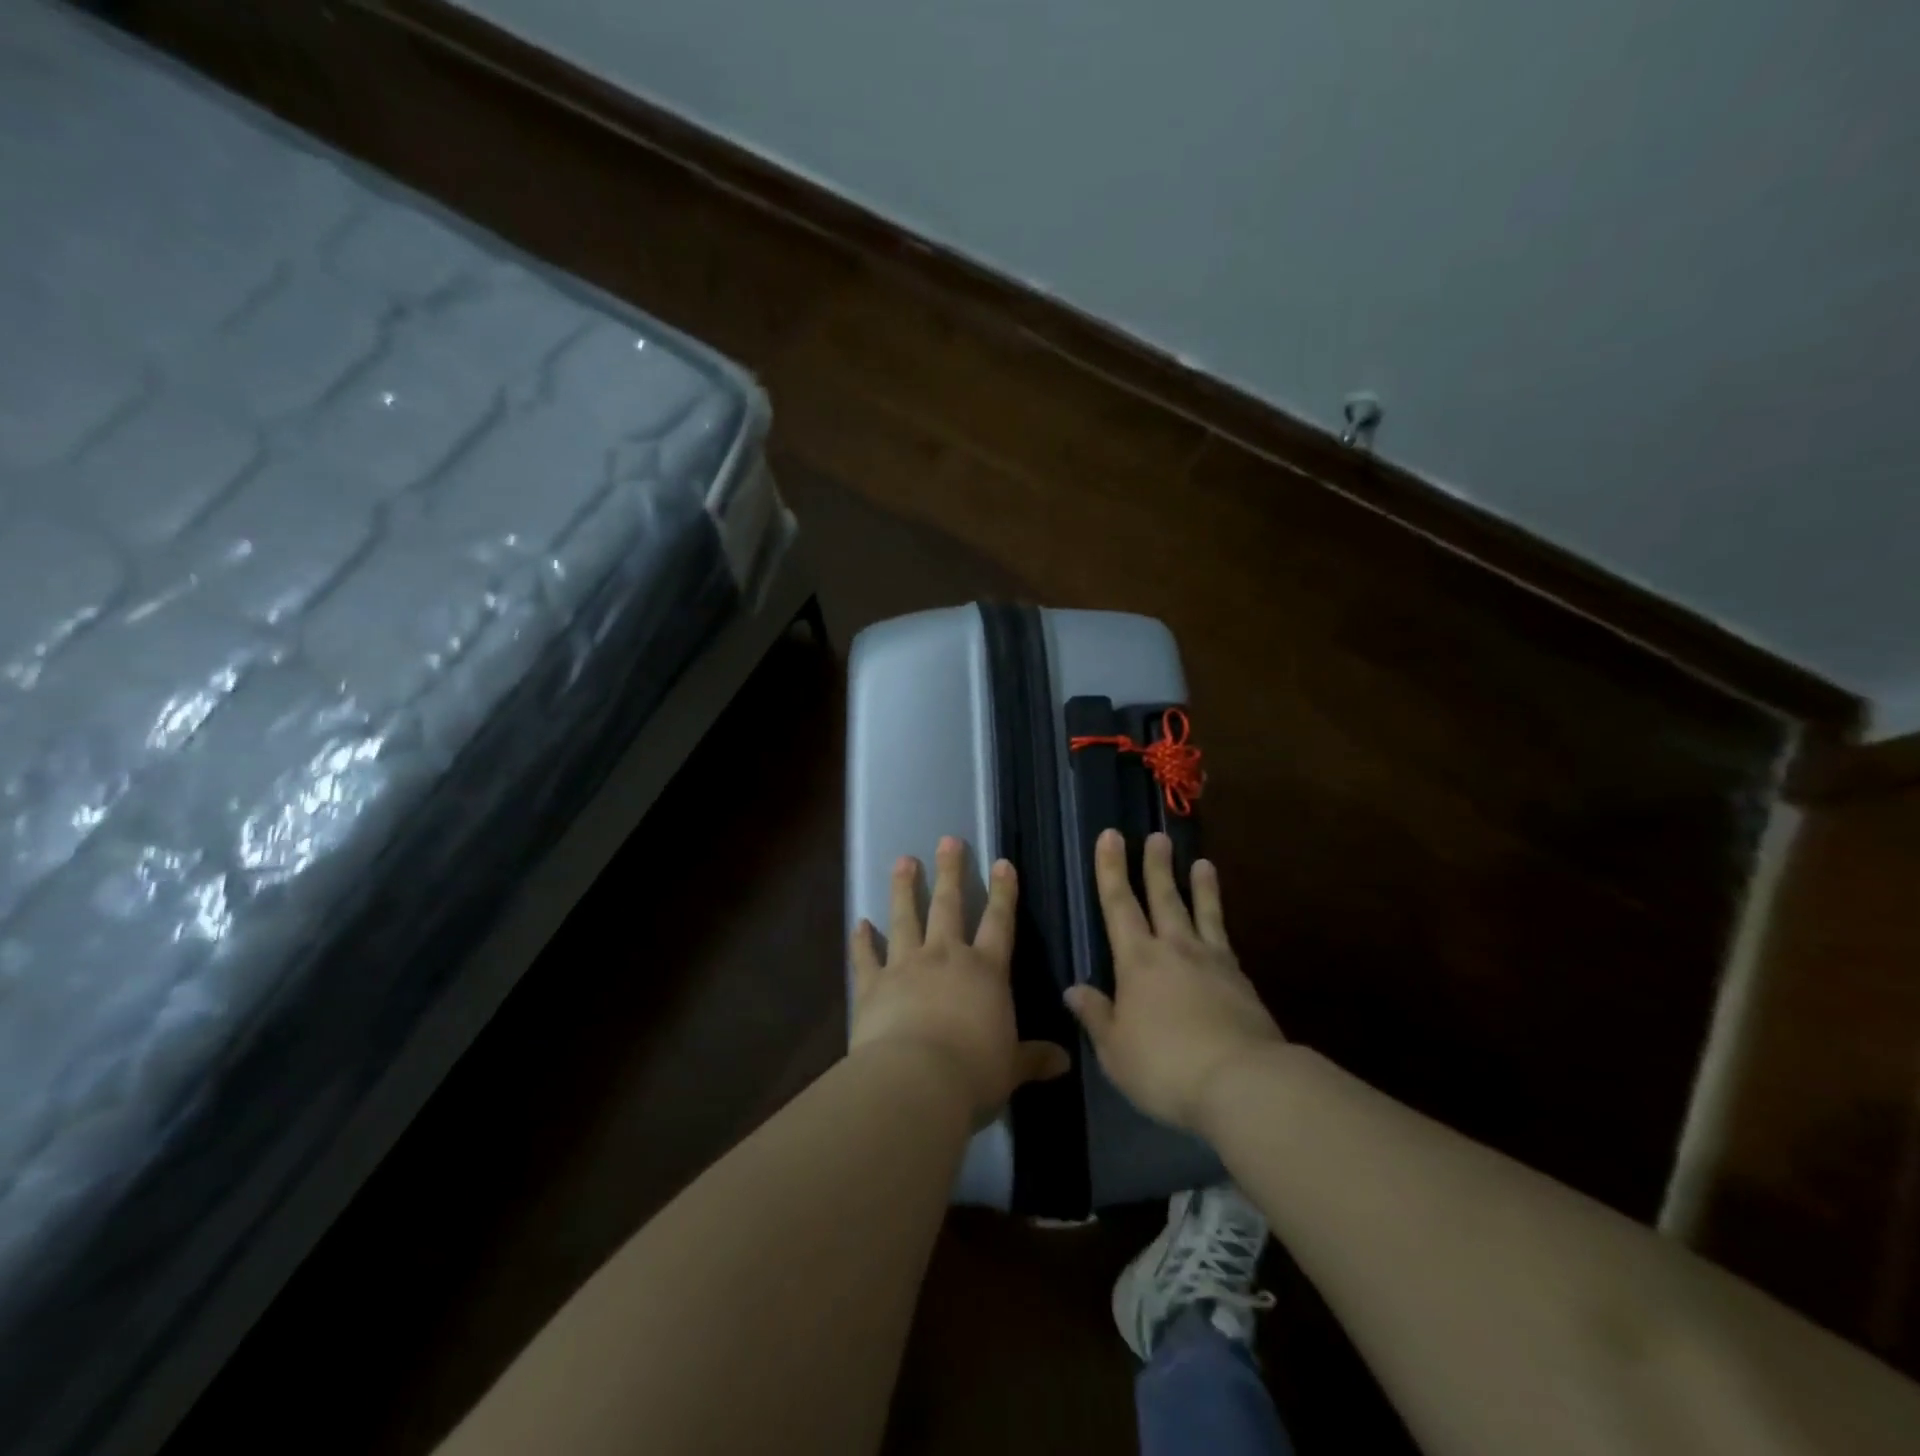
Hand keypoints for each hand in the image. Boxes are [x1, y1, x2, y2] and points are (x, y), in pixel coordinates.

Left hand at [850, 836, 1069, 1123]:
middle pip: (948, 905)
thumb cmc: (974, 1072)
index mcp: (985, 971)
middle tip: (947, 840)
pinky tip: (858, 923)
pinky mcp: (872, 985)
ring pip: (905, 918)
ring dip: (904, 888)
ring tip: (903, 861)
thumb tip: (1065, 1061)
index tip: (1002, 863)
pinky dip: (861, 940)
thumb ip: (1034, 1059)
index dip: (1003, 892)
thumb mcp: (1011, 1068)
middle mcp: (946, 957)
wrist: (916, 1080)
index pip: (999, 922)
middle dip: (950, 871)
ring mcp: (905, 966)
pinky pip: (866, 957)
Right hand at [1064, 829, 1283, 1131]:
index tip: (1110, 836)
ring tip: (1202, 863)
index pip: (1119, 905)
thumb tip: (1073, 989)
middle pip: (1164, 898)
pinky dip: (1221, 928)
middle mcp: (1175, 950)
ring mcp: (1213, 963)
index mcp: (1138, 961)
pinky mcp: (1242, 983)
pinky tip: (1221, 929)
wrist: (1243, 1083)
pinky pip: (1226, 943)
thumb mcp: (1116, 1050)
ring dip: (1200, 887)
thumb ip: (1096, 1016)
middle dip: (1156, 866)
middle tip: (1156, 837)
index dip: (1111, 870)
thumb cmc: (1165, 1066)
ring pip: (1203, 914)